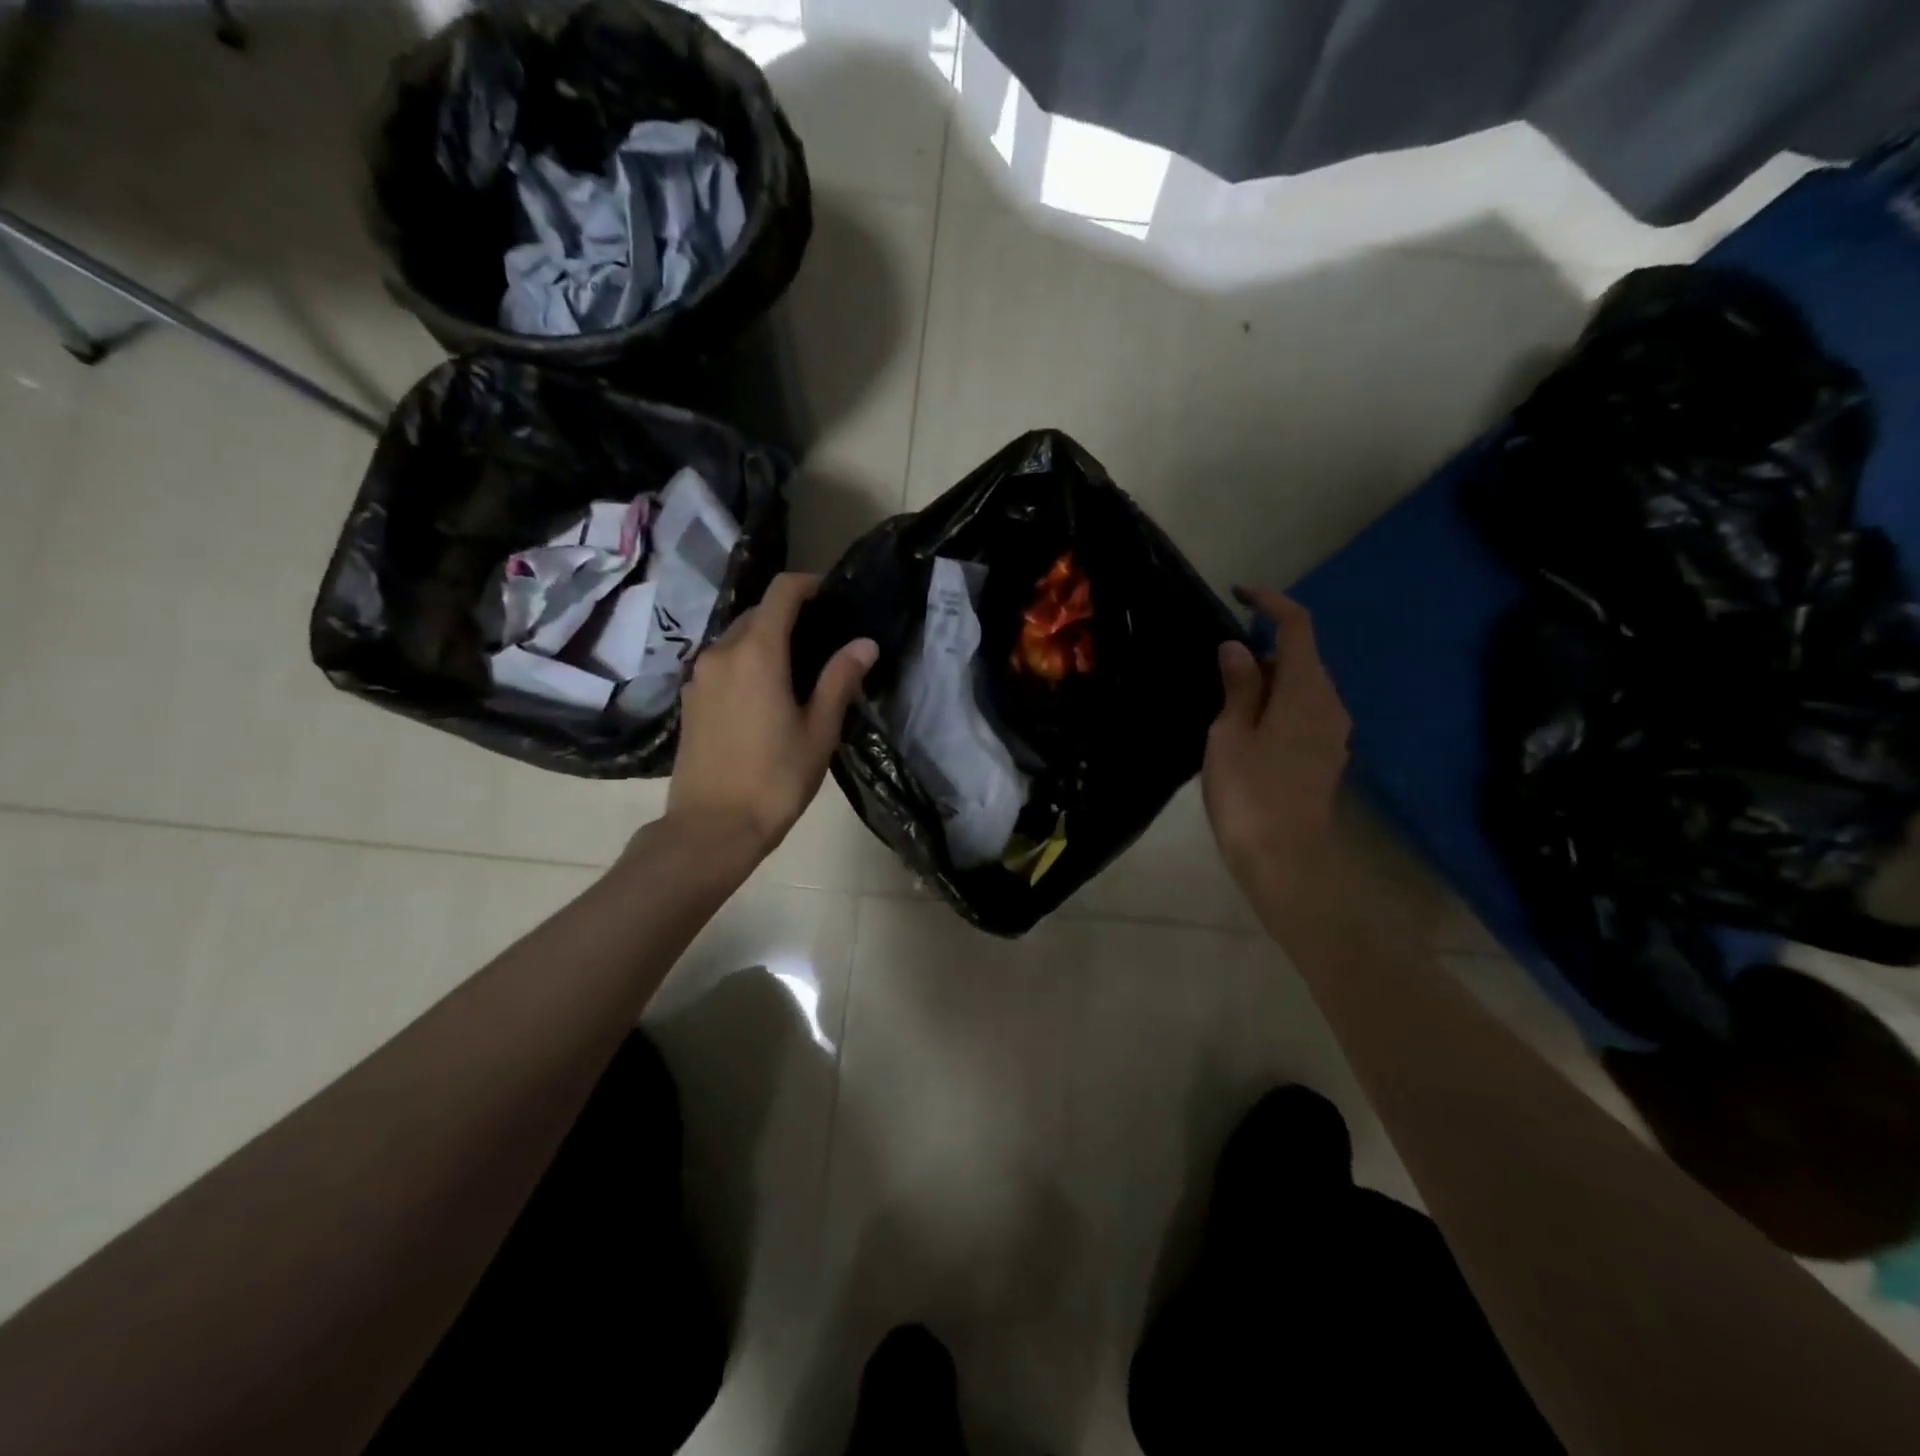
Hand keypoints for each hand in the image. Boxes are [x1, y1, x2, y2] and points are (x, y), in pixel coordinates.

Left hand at [667, 572, 877, 861]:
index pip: (781, 593)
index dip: (809, 585)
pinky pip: (721, 664)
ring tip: (796, 671)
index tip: (832, 597)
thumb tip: (864, 643)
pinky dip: (745, 664)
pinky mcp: (689, 700)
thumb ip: (840, 679)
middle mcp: (721, 653)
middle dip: (788, 616)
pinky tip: (764, 695)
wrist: (712, 828)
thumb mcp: (819, 730)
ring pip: (736, 639)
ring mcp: (699, 677)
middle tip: (822, 642)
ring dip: (765, 641)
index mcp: (757, 653)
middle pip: (757, 614)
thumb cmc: (775, 779)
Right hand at [1203, 588, 1351, 900]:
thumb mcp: (1229, 735)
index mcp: (1305, 691)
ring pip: (1302, 685)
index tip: (1238, 593)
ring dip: (1268, 677)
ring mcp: (1332, 732)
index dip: (1270, 602)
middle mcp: (1328, 704)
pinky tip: (1247, 724)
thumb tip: (1237, 648)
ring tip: (1225, 695)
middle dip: (1262, 646)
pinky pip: (1303, 711)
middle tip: (1217, 661)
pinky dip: (1277, 702)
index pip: (1296, 627)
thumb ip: (1238, 687)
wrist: (1284, 859)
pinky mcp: (1324, 755)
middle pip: (1301, 656)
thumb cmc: (1249, 793)